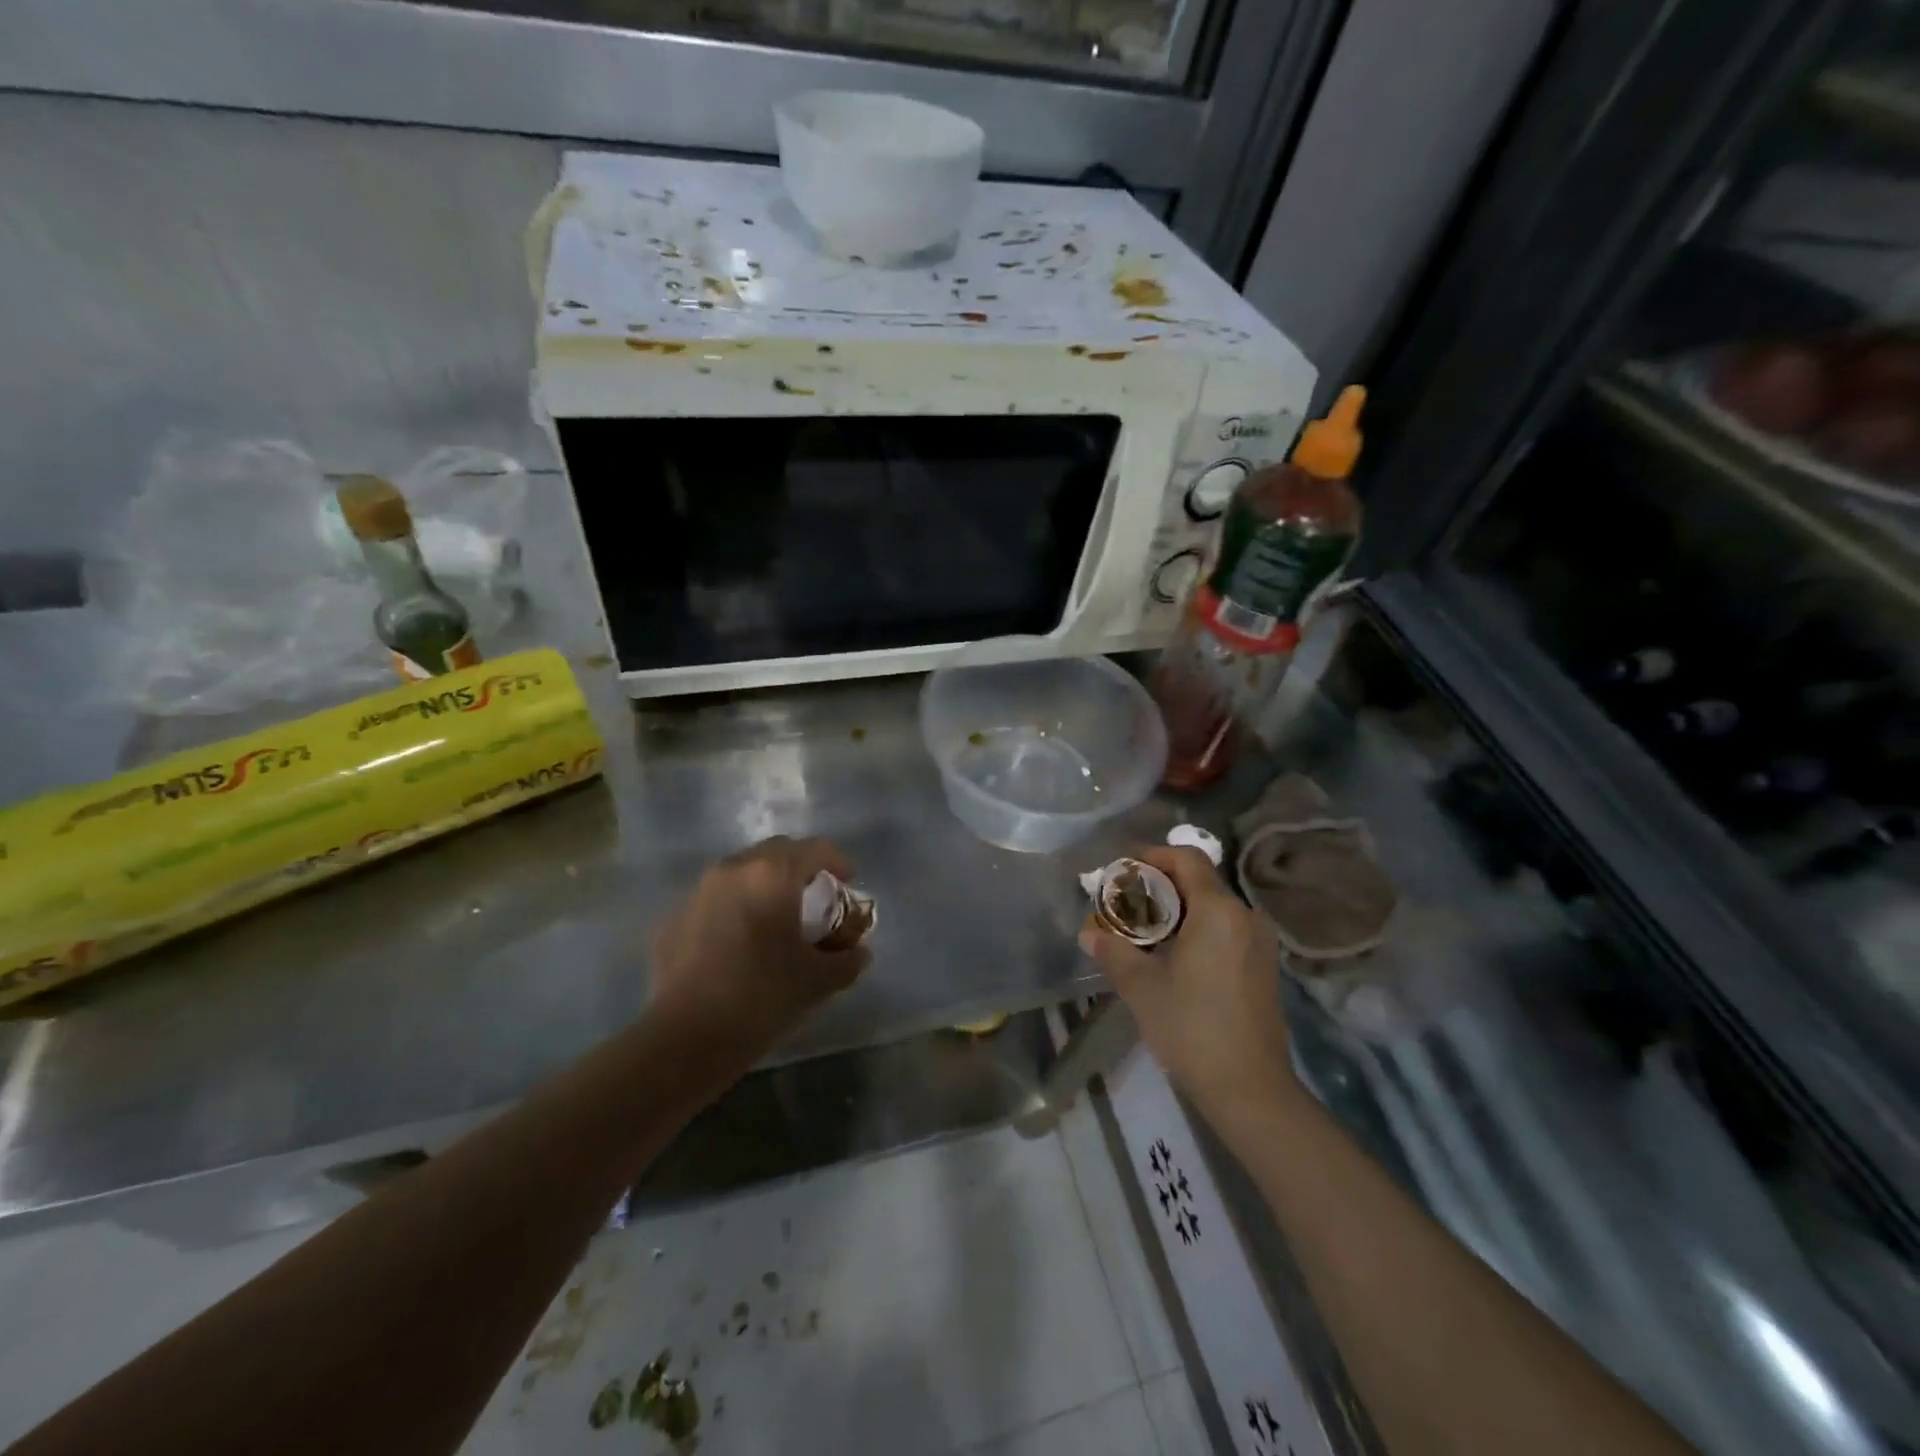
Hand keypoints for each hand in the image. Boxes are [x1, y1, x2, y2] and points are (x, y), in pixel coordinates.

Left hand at [651, 836, 870, 1060]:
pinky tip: (740, 944)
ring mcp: (698, 892)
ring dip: (765, 886)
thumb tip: (859, 952)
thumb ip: (847, 960)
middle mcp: (733, 870)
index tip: (848, 883)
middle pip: (776, 853)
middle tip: (815, 898)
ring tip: (777, 920)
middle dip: (800, 869)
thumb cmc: (762, 998)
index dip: (838, 862)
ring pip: (742, 873)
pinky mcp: (673, 918)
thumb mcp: (818, 981)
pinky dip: (735, 909)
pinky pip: (715, 900)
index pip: (815, 848)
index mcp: (772, 875)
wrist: (685, 1039)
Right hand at [1080, 847, 1297, 1121]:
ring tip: (1144, 932)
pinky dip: (1198, 929)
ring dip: (1178, 910)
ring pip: (1213, 907)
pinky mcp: (1264, 966)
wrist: (1250, 1089)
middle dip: (1160, 885)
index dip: (1152, 856)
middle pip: (1200, 881)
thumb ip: (1113, 951)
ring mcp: (1260, 942)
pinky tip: (1173, 956)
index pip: (1186, 859)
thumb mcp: (1141, 987)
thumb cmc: (1191, 1028)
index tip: (1123, 872)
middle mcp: (1245, 916)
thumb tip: (1088, 934)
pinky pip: (1226, 929)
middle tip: (1125, 904)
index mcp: (1218, 911)